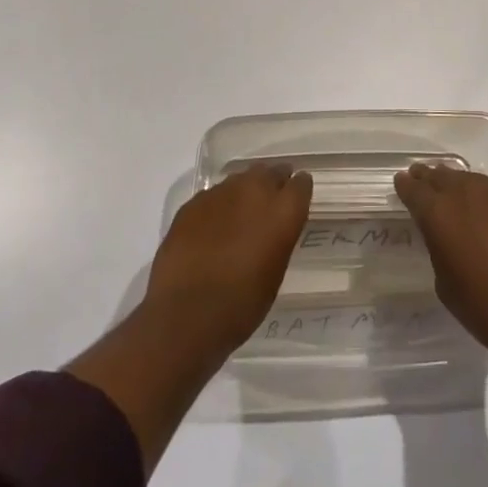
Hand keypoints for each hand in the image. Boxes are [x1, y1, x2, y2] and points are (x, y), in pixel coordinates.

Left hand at [143, 163, 313, 357]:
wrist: (186, 314)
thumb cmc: (242, 304)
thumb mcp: (275, 272)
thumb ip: (278, 238)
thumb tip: (271, 229)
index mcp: (283, 211)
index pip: (301, 184)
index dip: (299, 191)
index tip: (296, 199)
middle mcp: (254, 191)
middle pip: (270, 172)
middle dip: (273, 183)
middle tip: (270, 202)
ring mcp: (220, 193)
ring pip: (240, 180)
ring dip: (244, 192)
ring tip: (239, 215)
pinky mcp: (193, 203)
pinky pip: (213, 196)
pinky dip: (218, 206)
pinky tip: (212, 228)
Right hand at [393, 164, 487, 357]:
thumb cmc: (483, 305)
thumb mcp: (444, 280)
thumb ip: (439, 247)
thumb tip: (447, 235)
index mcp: (438, 212)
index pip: (414, 189)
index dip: (406, 186)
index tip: (402, 183)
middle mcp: (467, 192)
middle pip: (443, 176)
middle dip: (431, 178)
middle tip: (424, 178)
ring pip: (474, 180)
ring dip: (463, 187)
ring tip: (461, 196)